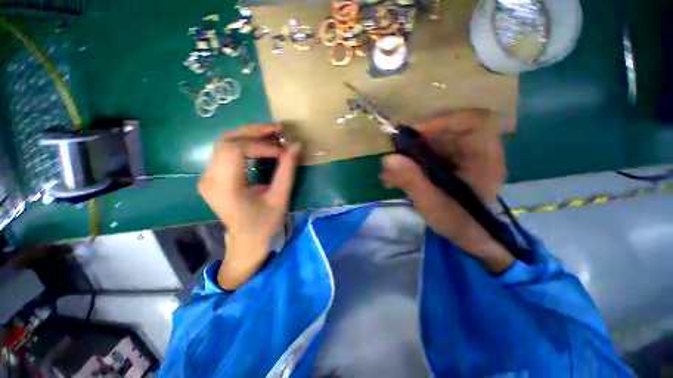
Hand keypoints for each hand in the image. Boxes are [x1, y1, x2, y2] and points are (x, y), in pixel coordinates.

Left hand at [198, 124, 300, 289]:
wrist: (246, 240)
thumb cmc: (264, 223)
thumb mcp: (280, 198)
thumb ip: (287, 170)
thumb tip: (296, 145)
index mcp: (225, 187)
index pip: (236, 150)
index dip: (261, 145)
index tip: (282, 151)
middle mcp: (209, 178)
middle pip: (226, 141)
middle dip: (254, 132)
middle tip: (277, 130)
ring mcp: (207, 176)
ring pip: (224, 142)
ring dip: (249, 135)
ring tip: (271, 134)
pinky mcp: (212, 176)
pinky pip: (226, 151)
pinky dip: (244, 143)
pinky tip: (260, 144)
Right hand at [380, 109, 514, 272]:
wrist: (469, 235)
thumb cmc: (459, 222)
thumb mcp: (434, 205)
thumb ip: (413, 182)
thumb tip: (388, 159)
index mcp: (485, 158)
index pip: (471, 122)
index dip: (442, 122)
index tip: (413, 134)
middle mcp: (475, 150)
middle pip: (444, 130)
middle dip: (414, 143)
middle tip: (393, 157)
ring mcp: (460, 155)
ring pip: (431, 141)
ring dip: (406, 155)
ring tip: (390, 175)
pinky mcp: (447, 161)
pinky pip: (425, 152)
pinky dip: (408, 163)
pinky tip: (395, 179)